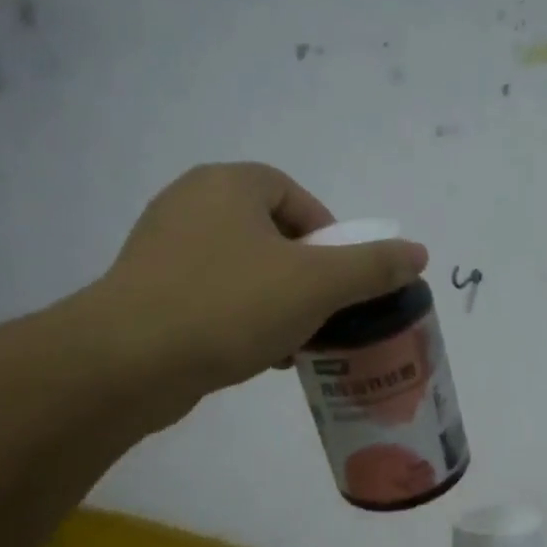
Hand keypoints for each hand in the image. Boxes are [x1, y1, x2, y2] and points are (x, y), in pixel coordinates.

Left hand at [84, 162, 428, 418]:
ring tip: (295, 344)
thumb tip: (417, 253)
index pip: (295, 195)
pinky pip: (212, 296)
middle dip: (305, 276)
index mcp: (228, 185)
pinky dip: (241, 319)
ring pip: (243, 270)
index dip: (328, 235)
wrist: (129, 361)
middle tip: (323, 314)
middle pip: (271, 234)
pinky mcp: (147, 292)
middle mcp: (190, 204)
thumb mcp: (317, 285)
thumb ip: (372, 267)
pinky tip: (257, 356)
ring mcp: (162, 248)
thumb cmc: (229, 306)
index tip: (341, 279)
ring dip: (277, 303)